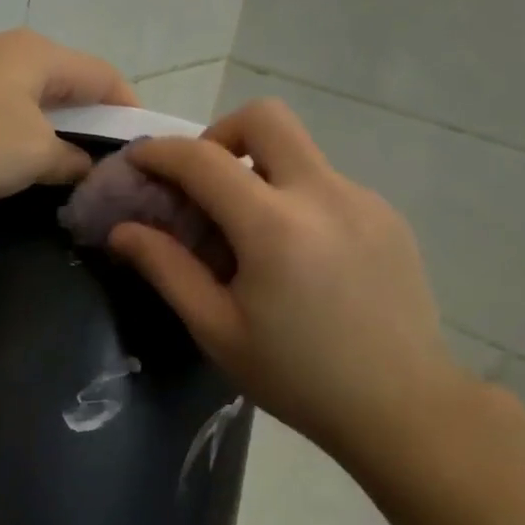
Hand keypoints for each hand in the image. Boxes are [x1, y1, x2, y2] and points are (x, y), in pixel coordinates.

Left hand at [0, 30, 138, 201]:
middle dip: (88, 124)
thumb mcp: (30, 156)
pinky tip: (3, 162)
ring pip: (28, 98)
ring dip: (47, 131)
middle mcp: (8, 50)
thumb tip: (87, 167)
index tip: (140, 151)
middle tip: (99, 168)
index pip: (107, 77)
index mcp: (42, 55)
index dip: (131, 111)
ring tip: (54, 171)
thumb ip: (68, 161)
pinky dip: (11, 134)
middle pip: (67, 84)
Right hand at [109, 99, 482, 476]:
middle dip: (219, 135)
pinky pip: (326, 184)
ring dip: (259, 173)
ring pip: (298, 152)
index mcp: (274, 226)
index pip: (203, 159)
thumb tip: (122, 230)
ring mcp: (363, 200)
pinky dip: (294, 199)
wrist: (402, 406)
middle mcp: (323, 194)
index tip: (137, 161)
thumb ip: (167, 269)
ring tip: (249, 236)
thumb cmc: (297, 377)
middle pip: (265, 117)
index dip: (160, 152)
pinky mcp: (387, 216)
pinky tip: (297, 258)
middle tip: (204, 184)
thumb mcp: (217, 330)